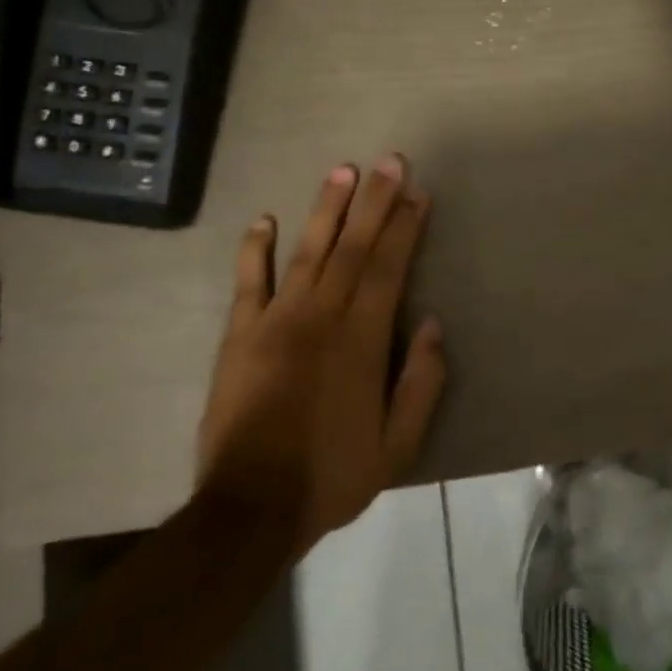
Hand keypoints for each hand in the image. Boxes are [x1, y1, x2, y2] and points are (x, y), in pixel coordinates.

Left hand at [197, 156, 447, 549]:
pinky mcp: (239, 336)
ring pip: (307, 251)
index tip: (418, 193)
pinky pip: (248, 283)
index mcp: (362, 339)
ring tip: (342, 171)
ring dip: (327, 209)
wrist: (249, 509)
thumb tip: (432, 324)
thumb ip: (421, 382)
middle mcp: (321, 316)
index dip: (405, 227)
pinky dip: (255, 250)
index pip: (389, 267)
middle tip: (390, 161)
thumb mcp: (398, 445)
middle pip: (354, 246)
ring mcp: (276, 321)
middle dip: (375, 200)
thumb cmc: (332, 475)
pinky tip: (264, 220)